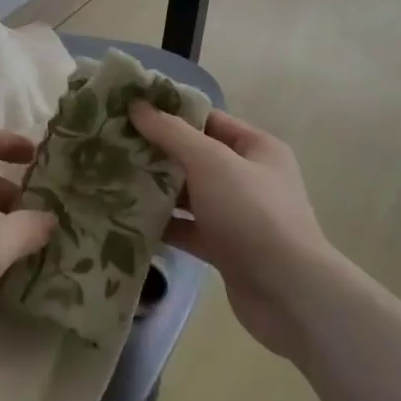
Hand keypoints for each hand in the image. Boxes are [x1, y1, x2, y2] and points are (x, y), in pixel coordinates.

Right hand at [129, 103, 335, 357]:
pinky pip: (188, 228)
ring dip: (157, 189)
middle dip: (158, 152)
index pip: (208, 119)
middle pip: (196, 156)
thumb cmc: (252, 214)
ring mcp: (238, 215)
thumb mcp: (211, 162)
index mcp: (256, 148)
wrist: (289, 294)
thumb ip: (172, 133)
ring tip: (111, 179)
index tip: (130, 110)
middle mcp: (249, 177)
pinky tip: (128, 219)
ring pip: (190, 194)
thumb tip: (137, 105)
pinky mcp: (226, 249)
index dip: (171, 113)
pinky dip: (164, 224)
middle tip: (112, 145)